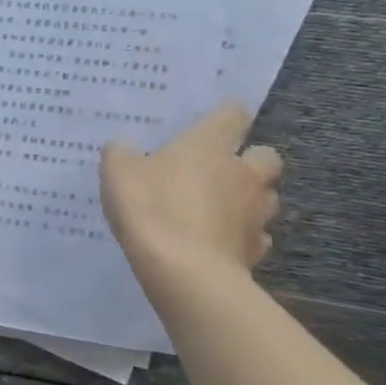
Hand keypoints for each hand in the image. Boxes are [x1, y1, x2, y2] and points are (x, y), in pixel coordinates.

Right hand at [100, 101, 282, 286]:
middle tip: (221, 169)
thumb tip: (124, 146)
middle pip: (266, 156)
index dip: (226, 113)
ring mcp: (254, 213)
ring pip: (267, 197)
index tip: (216, 117)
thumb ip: (121, 154)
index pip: (232, 114)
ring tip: (220, 207)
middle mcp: (242, 173)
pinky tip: (220, 240)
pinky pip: (256, 235)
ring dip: (250, 198)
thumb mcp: (118, 173)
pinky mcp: (255, 249)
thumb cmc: (152, 208)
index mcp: (210, 145)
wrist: (184, 271)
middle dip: (250, 160)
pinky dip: (242, 234)